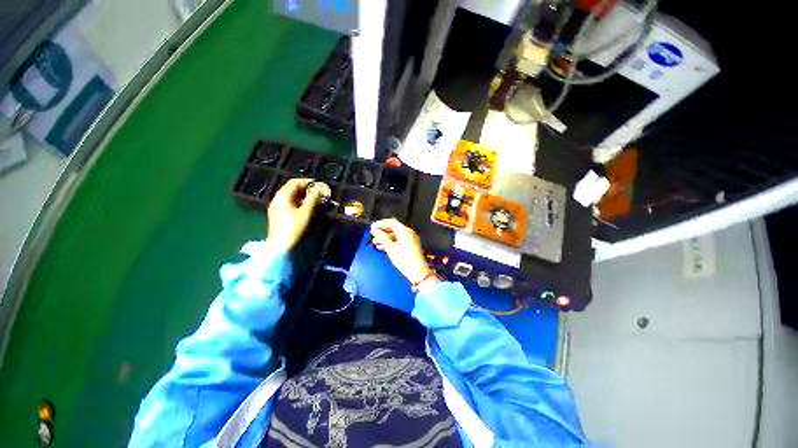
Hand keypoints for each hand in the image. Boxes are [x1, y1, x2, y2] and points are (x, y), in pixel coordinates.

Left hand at [266, 178, 328, 251]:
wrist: (280, 245)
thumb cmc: (294, 227)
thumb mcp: (306, 212)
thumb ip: (313, 199)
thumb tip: (319, 189)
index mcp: (282, 196)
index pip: (294, 182)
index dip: (307, 181)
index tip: (318, 184)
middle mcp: (277, 199)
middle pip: (292, 189)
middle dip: (306, 189)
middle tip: (318, 192)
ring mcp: (277, 207)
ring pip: (291, 196)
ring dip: (303, 196)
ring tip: (315, 199)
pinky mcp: (278, 214)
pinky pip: (289, 203)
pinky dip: (299, 202)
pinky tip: (307, 207)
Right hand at [371, 218, 437, 288]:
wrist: (418, 272)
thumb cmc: (404, 260)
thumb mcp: (391, 249)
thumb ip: (382, 238)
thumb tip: (375, 230)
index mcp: (405, 231)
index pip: (391, 222)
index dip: (381, 223)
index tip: (372, 227)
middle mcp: (409, 233)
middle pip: (393, 228)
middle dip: (382, 231)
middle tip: (373, 234)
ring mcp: (410, 239)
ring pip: (395, 235)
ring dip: (385, 237)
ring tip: (375, 241)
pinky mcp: (410, 245)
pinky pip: (399, 240)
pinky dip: (391, 242)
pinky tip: (382, 247)